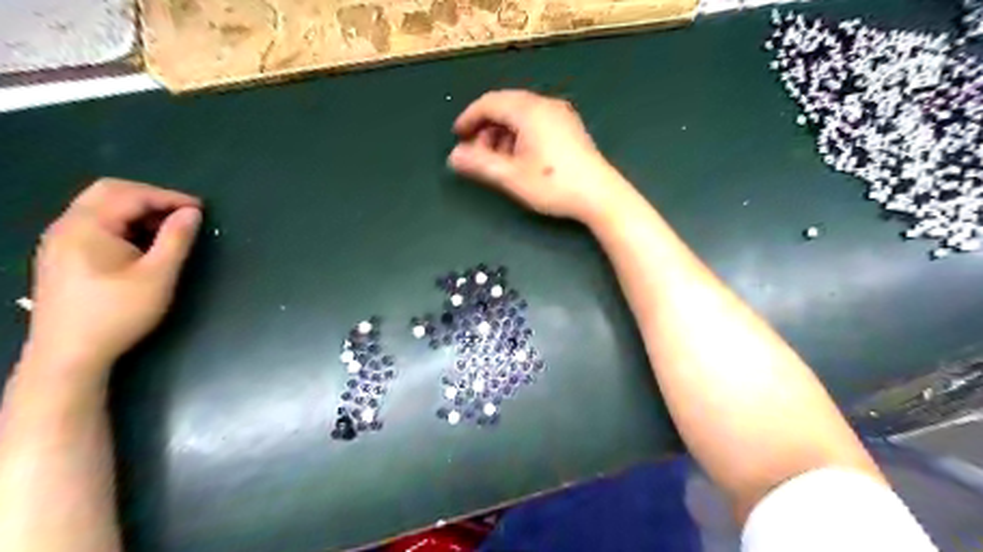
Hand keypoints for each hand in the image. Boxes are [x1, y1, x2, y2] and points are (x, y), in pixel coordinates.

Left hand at [23, 178, 201, 380]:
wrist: (69, 355)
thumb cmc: (118, 313)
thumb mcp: (158, 276)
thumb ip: (176, 239)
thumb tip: (192, 213)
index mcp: (87, 227)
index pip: (131, 195)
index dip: (169, 197)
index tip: (201, 209)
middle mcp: (66, 226)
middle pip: (108, 192)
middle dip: (150, 197)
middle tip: (182, 213)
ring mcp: (59, 241)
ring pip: (100, 208)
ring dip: (137, 210)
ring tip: (168, 229)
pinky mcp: (61, 257)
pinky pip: (94, 225)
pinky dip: (123, 224)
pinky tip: (141, 244)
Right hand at [448, 89, 633, 221]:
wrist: (600, 196)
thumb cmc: (553, 185)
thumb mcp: (511, 177)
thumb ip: (479, 164)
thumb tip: (454, 156)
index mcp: (529, 110)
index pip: (490, 103)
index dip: (469, 118)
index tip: (457, 137)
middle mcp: (545, 105)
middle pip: (505, 106)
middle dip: (486, 128)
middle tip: (476, 153)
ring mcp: (561, 115)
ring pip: (521, 115)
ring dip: (502, 133)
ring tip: (496, 160)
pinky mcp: (570, 128)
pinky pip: (536, 122)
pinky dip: (519, 135)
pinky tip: (519, 157)